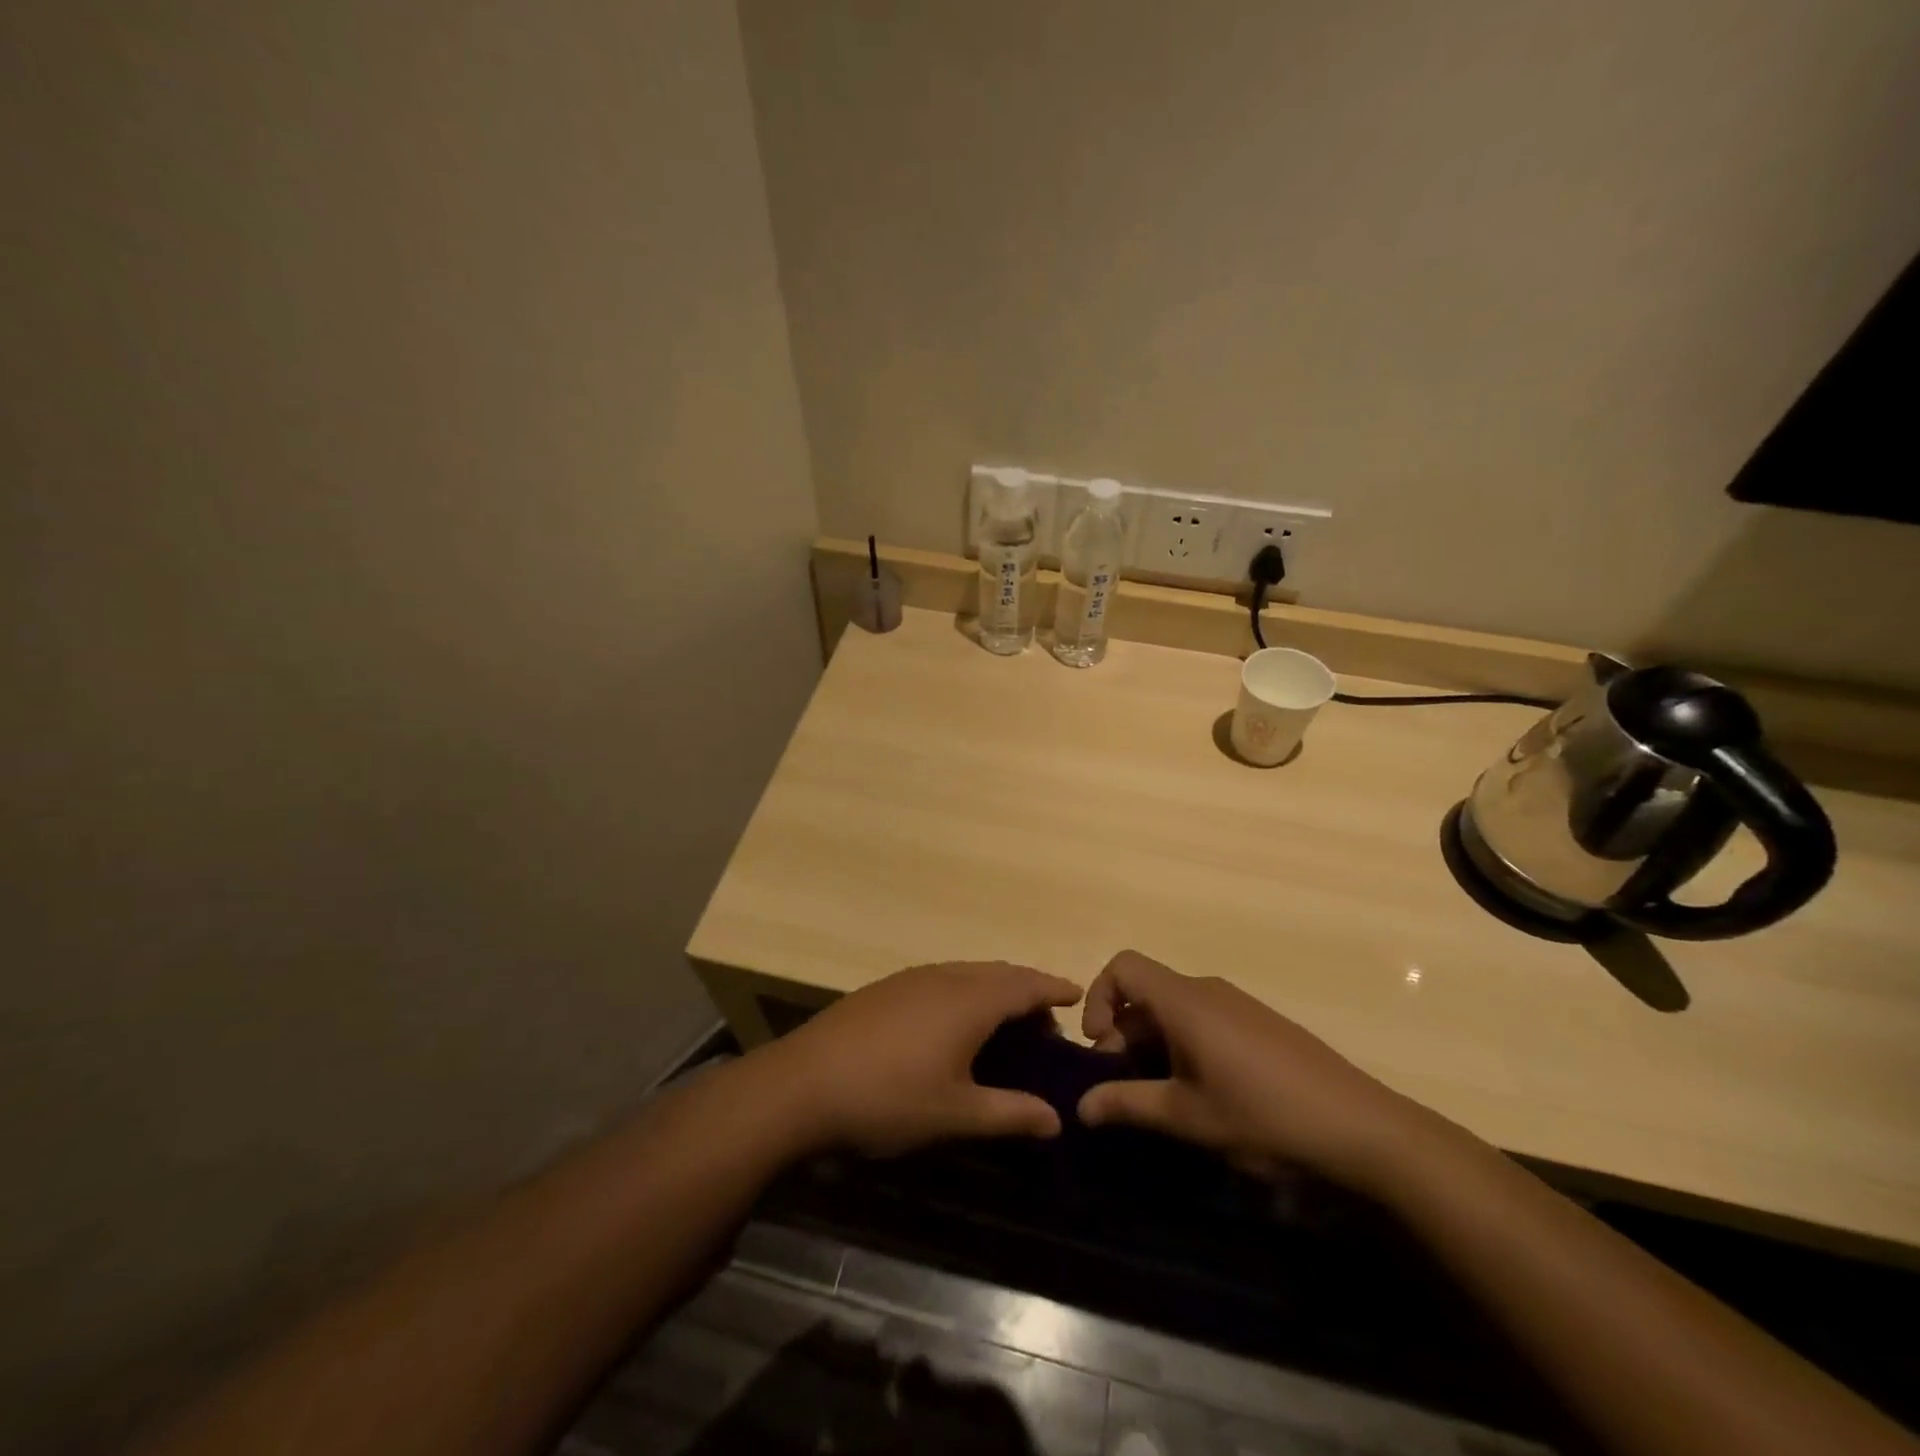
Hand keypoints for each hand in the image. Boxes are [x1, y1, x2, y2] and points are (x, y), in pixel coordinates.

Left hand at [766, 962, 1083, 1156]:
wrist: (802, 1084)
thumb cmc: (888, 1099)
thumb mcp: (955, 1115)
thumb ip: (1010, 1114)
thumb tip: (1057, 1120)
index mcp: (970, 1000)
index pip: (1025, 984)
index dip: (1053, 988)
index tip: (1077, 995)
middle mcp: (945, 977)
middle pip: (998, 973)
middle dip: (1027, 990)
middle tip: (1046, 1023)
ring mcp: (911, 979)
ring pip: (968, 973)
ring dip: (994, 990)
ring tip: (1006, 1024)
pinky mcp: (886, 989)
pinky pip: (942, 979)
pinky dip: (965, 992)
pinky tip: (954, 1024)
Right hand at [1076, 950, 1433, 1189]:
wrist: (1363, 1128)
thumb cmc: (1264, 1115)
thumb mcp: (1188, 1116)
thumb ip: (1128, 1105)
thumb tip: (1081, 1106)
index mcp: (1184, 1001)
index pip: (1123, 966)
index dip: (1098, 998)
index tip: (1101, 1048)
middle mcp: (1207, 990)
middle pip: (1146, 992)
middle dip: (1123, 1035)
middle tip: (1127, 1089)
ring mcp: (1238, 1005)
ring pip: (1175, 1009)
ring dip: (1155, 1045)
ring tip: (1165, 1098)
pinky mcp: (1260, 1024)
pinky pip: (1204, 1019)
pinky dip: (1186, 1046)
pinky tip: (1206, 1094)